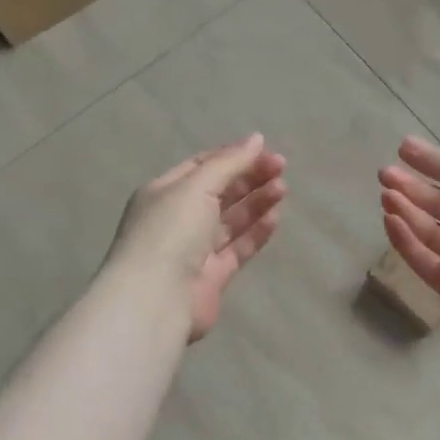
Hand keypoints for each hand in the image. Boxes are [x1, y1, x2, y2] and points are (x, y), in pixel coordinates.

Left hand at [109, 135, 287, 340]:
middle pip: (219, 192)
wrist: (156, 300)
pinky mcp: (213, 276)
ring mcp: (195, 249)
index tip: (264, 150)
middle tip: (281, 167)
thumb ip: (229, 163)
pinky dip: (256, 232)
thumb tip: (256, 138)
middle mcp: (178, 219)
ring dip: (256, 202)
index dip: (233, 156)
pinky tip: (275, 217)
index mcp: (164, 192)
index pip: (202, 166)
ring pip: (231, 220)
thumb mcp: (196, 186)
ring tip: (283, 188)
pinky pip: (238, 248)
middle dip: (249, 177)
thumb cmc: (170, 232)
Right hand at [378, 136, 439, 338]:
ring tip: (384, 194)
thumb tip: (407, 143)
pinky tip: (389, 220)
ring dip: (406, 211)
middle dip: (412, 188)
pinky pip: (421, 257)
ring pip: (428, 231)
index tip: (402, 152)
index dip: (432, 166)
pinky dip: (404, 239)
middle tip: (384, 174)